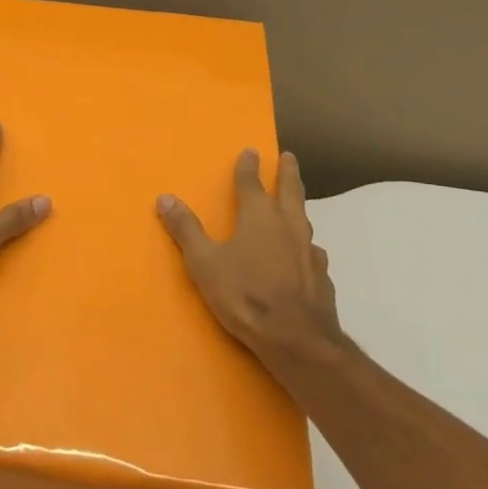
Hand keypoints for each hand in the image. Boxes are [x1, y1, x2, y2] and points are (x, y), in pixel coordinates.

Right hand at [157, 150, 343, 367]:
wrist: (297, 338)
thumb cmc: (246, 295)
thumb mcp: (205, 263)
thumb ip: (186, 230)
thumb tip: (165, 197)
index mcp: (259, 216)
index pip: (251, 182)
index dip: (248, 166)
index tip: (251, 150)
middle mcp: (288, 225)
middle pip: (290, 190)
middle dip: (288, 172)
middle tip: (289, 156)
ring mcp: (309, 250)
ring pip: (304, 219)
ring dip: (299, 207)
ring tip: (297, 206)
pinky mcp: (322, 276)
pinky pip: (313, 253)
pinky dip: (306, 247)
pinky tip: (307, 255)